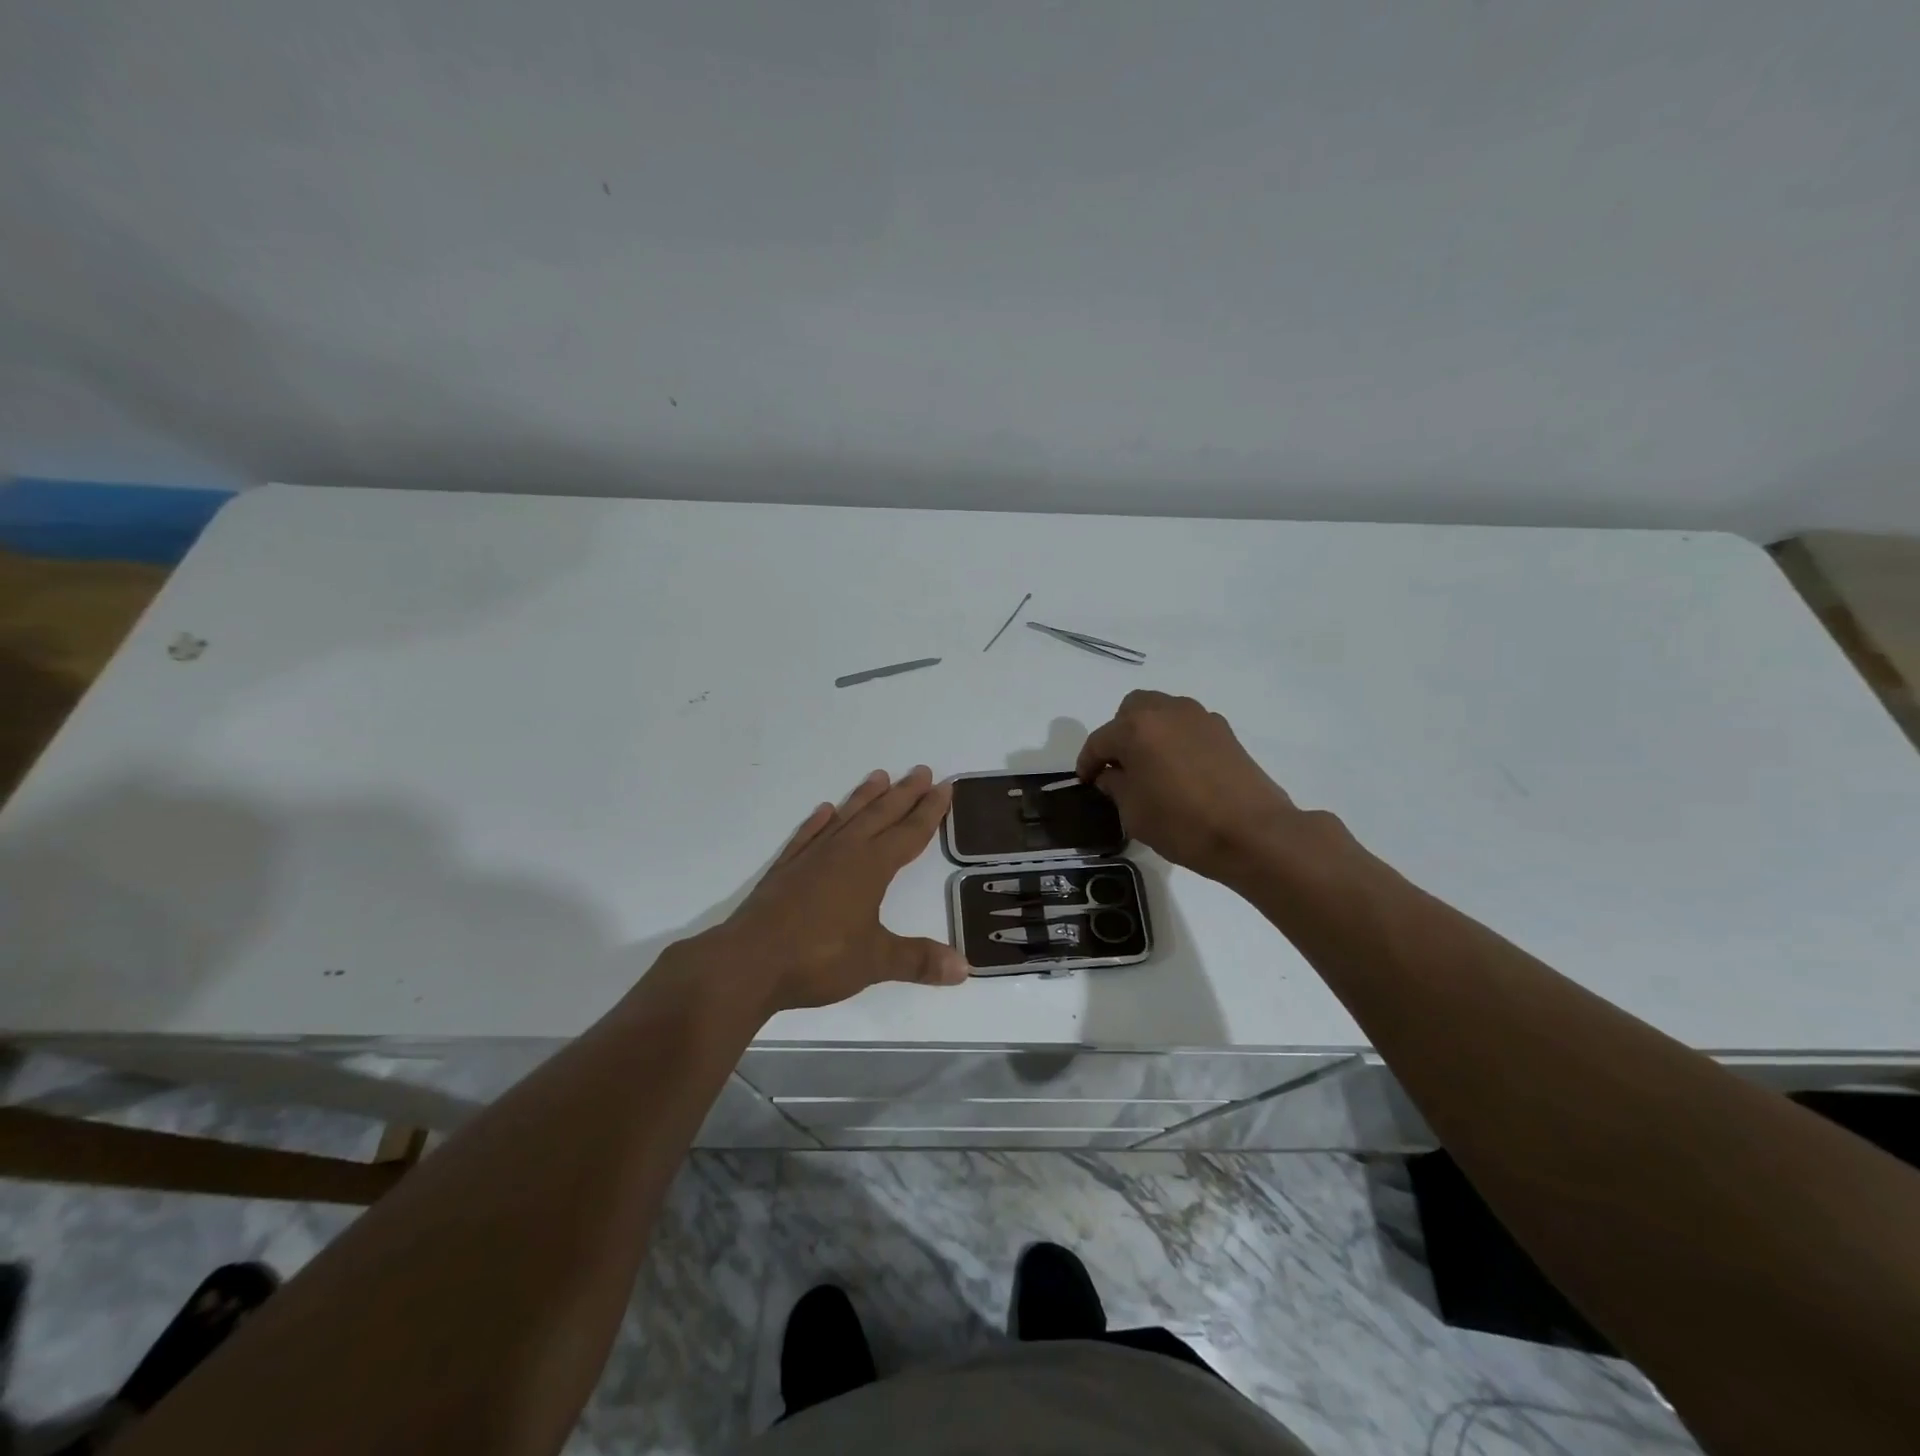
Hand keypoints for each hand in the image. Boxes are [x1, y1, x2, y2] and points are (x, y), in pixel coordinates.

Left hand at [705, 766, 967, 1013]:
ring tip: (879, 776)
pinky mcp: (785, 870)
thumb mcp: (875, 962)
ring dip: (864, 797)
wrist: (748, 963)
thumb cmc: (818, 959)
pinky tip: (823, 811)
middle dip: (904, 794)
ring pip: (845, 818)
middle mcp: (843, 853)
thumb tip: (965, 968)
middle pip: (880, 815)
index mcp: (870, 868)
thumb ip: (918, 960)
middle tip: (921, 770)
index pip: (908, 833)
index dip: (929, 811)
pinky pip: (807, 836)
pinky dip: (818, 822)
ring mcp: (811, 858)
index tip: (944, 787)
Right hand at [1077, 690, 1304, 883]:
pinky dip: (1175, 740)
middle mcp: (1166, 711)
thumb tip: (1111, 774)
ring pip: (1161, 713)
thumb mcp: (1133, 812)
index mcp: (1136, 728)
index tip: (1086, 782)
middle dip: (1118, 735)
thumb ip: (1115, 786)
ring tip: (1150, 767)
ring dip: (1148, 733)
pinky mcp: (1224, 731)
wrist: (1253, 833)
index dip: (1087, 763)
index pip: (1099, 740)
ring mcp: (1199, 717)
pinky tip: (1179, 770)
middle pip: (1130, 711)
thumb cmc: (1183, 824)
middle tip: (1118, 767)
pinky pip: (1186, 726)